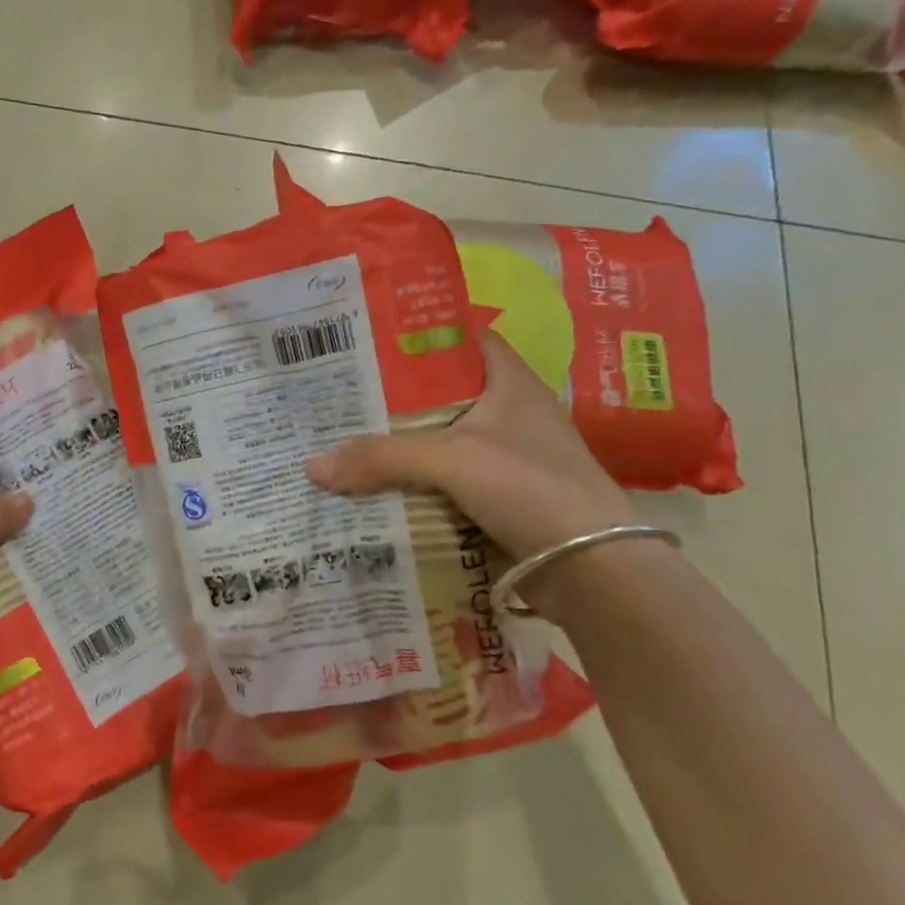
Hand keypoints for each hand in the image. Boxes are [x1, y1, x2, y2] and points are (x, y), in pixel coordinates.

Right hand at [306, 330, 638, 561]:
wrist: (592, 567)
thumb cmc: (528, 486)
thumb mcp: (450, 460)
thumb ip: (381, 458)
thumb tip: (312, 466)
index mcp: (512, 384)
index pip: (467, 341)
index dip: (425, 337)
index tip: (376, 342)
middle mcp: (514, 414)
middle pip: (447, 395)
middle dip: (400, 398)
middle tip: (347, 397)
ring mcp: (512, 459)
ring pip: (446, 442)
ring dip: (407, 446)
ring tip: (352, 441)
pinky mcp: (507, 499)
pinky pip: (451, 482)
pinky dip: (420, 484)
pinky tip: (383, 488)